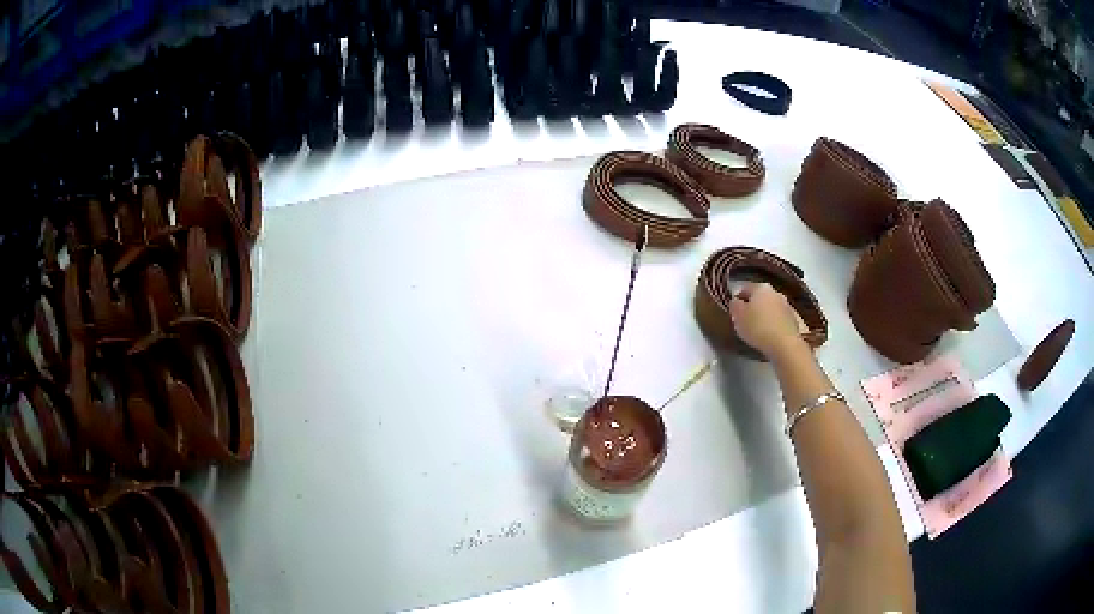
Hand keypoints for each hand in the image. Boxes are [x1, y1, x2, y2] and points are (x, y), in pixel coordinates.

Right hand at [729, 282, 806, 359]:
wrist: (784, 344)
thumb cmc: (757, 327)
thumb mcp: (737, 316)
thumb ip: (734, 305)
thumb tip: (736, 301)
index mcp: (760, 287)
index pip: (745, 288)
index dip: (737, 299)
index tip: (733, 311)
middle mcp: (775, 292)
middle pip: (759, 297)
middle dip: (752, 306)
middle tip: (744, 320)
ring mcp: (786, 305)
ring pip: (770, 308)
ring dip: (764, 315)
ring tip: (757, 329)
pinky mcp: (793, 320)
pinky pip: (778, 319)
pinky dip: (772, 324)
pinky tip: (768, 335)